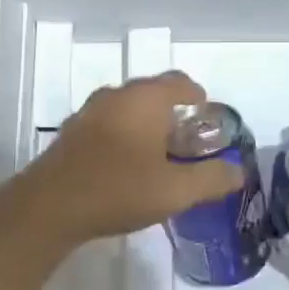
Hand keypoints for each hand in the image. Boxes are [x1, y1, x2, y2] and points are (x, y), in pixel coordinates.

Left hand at [16, 71, 245, 245]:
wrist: (49, 207)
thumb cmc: (119, 189)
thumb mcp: (176, 190)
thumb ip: (211, 179)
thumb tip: (239, 172)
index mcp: (145, 99)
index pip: (179, 82)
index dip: (196, 95)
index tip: (206, 113)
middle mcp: (116, 96)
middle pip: (151, 93)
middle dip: (172, 111)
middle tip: (187, 139)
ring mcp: (89, 113)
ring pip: (126, 108)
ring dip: (144, 123)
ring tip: (158, 152)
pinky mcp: (71, 134)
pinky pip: (106, 124)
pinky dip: (122, 135)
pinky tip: (124, 164)